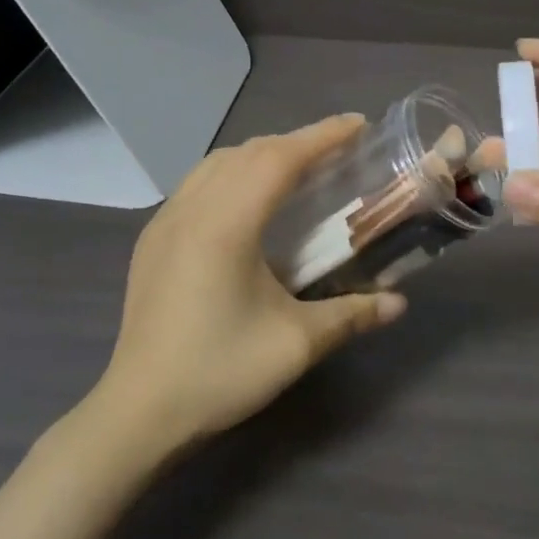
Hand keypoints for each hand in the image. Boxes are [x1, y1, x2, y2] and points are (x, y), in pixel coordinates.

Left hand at [97, 116, 405, 451]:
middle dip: (298, 141)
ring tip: (299, 168)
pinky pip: (198, 182)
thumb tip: (400, 304)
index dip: (322, 136)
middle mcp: (192, 208)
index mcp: (227, 224)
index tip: (358, 124)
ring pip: (219, 162)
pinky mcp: (152, 238)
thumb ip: (352, 315)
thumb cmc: (219, 372)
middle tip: (339, 149)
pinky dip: (233, 171)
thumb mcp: (295, 345)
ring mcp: (165, 220)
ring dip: (263, 154)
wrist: (138, 413)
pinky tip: (248, 199)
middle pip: (251, 152)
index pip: (280, 159)